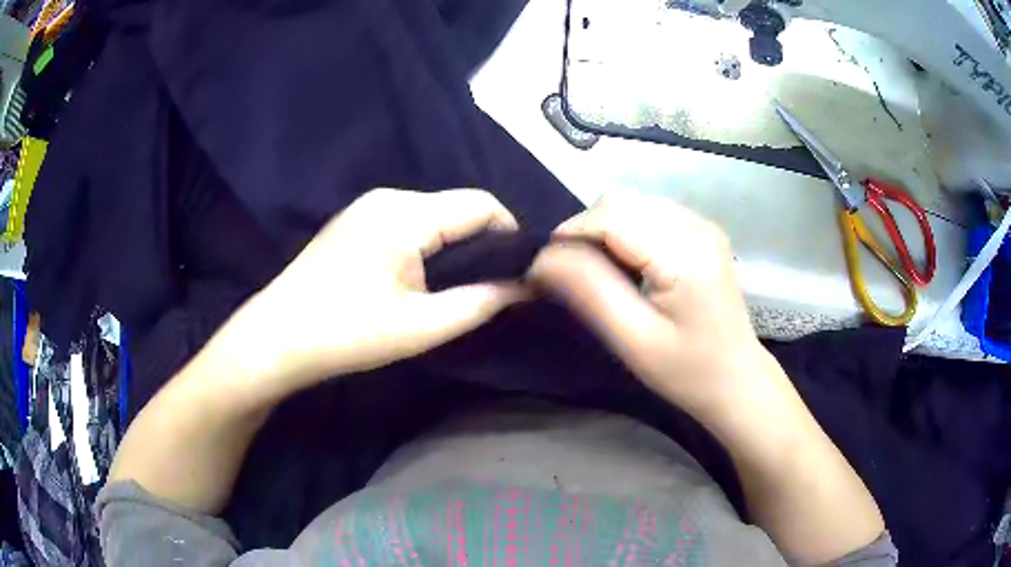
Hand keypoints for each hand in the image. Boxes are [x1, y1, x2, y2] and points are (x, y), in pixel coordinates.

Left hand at [225, 188, 525, 397]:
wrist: (276, 338)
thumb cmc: (346, 334)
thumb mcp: (421, 326)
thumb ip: (480, 302)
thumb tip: (525, 286)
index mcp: (406, 213)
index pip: (482, 204)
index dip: (510, 236)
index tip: (518, 275)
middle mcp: (388, 197)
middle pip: (458, 207)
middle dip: (482, 244)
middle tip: (486, 289)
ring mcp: (367, 207)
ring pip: (434, 216)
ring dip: (453, 247)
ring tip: (452, 289)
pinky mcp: (354, 222)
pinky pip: (408, 223)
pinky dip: (427, 246)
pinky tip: (417, 280)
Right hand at [531, 192, 765, 416]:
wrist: (736, 379)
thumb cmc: (687, 372)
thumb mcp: (633, 340)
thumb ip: (589, 291)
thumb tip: (542, 258)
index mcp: (686, 254)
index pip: (611, 216)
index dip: (570, 235)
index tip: (546, 271)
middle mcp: (696, 225)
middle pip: (619, 201)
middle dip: (584, 231)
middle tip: (571, 275)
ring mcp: (702, 224)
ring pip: (630, 203)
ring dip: (602, 230)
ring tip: (599, 273)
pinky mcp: (701, 230)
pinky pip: (647, 213)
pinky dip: (623, 231)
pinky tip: (628, 265)